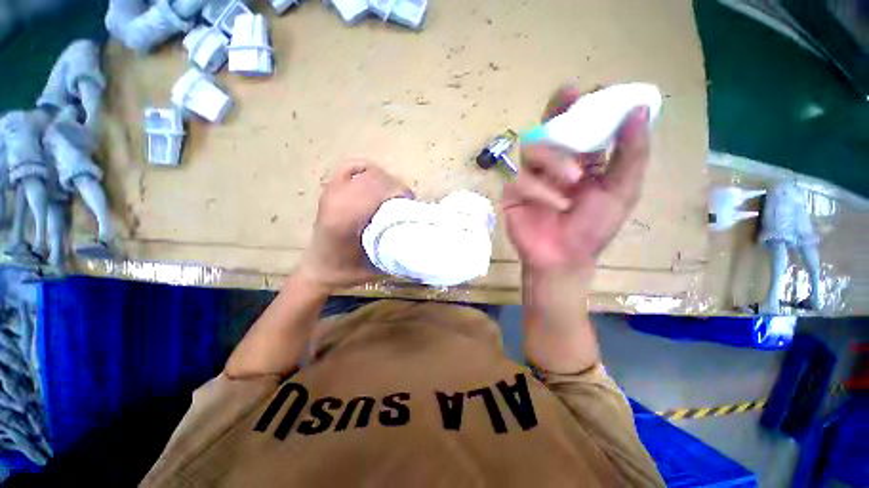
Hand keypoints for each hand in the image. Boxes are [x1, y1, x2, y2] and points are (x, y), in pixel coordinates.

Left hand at [300, 161, 410, 290]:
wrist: (318, 269)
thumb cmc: (347, 271)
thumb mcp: (377, 266)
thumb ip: (396, 247)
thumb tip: (418, 230)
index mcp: (346, 219)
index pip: (379, 190)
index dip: (400, 192)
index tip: (411, 204)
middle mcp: (337, 200)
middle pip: (376, 178)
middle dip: (396, 187)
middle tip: (405, 203)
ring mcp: (331, 191)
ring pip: (367, 171)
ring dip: (386, 180)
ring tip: (393, 196)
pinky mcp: (330, 188)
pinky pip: (352, 166)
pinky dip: (367, 169)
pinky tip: (376, 182)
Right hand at [503, 86, 650, 275]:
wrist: (561, 258)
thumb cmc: (592, 228)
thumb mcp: (622, 191)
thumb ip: (631, 154)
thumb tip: (638, 111)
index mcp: (582, 161)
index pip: (580, 126)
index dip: (585, 106)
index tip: (594, 90)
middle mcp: (554, 164)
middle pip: (549, 127)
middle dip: (557, 109)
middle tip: (567, 94)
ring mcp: (531, 177)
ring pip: (532, 149)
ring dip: (554, 159)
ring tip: (573, 179)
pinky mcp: (513, 192)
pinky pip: (520, 179)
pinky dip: (538, 189)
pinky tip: (554, 205)